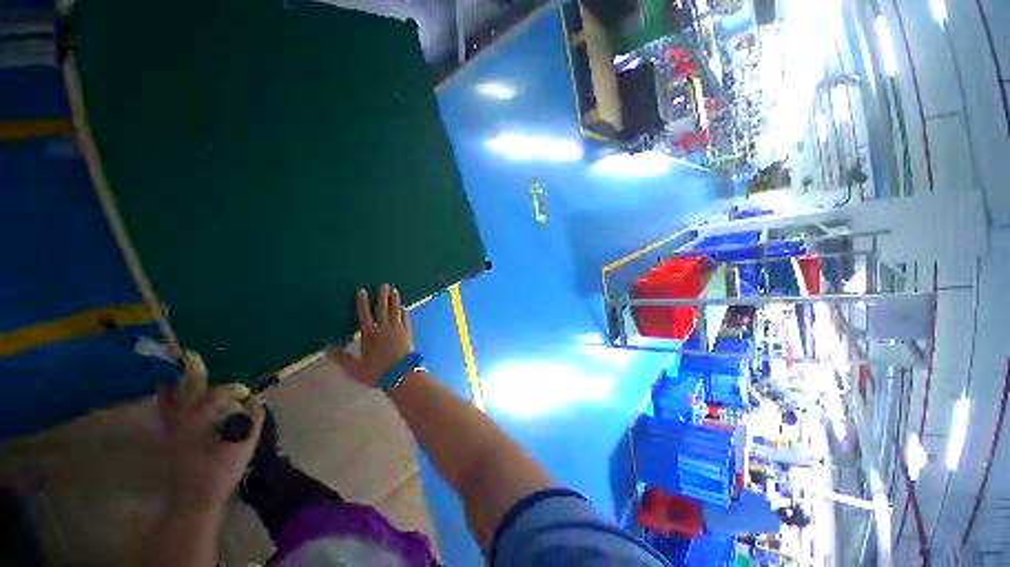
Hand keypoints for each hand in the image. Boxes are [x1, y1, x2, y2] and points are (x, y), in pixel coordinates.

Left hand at [157, 353, 264, 511]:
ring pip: (168, 401)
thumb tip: (256, 401)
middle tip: (191, 356)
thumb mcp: (244, 446)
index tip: (245, 392)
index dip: (233, 389)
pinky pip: (164, 413)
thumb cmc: (221, 472)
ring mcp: (172, 430)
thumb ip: (253, 420)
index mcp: (202, 421)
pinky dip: (165, 401)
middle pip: (186, 391)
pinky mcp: (169, 438)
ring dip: (172, 385)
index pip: (218, 395)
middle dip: (191, 373)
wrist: (195, 499)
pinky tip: (166, 395)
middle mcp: (183, 421)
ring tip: (170, 370)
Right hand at [328, 285, 413, 387]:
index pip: (364, 315)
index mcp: (370, 335)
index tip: (362, 290)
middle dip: (383, 296)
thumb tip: (326, 348)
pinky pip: (405, 319)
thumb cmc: (377, 372)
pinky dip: (404, 312)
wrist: (402, 375)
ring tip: (394, 290)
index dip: (362, 302)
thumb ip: (341, 357)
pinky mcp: (408, 333)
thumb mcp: (355, 368)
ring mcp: (398, 329)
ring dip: (395, 300)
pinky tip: (403, 307)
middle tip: (384, 285)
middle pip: (383, 309)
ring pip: (395, 311)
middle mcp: (385, 328)